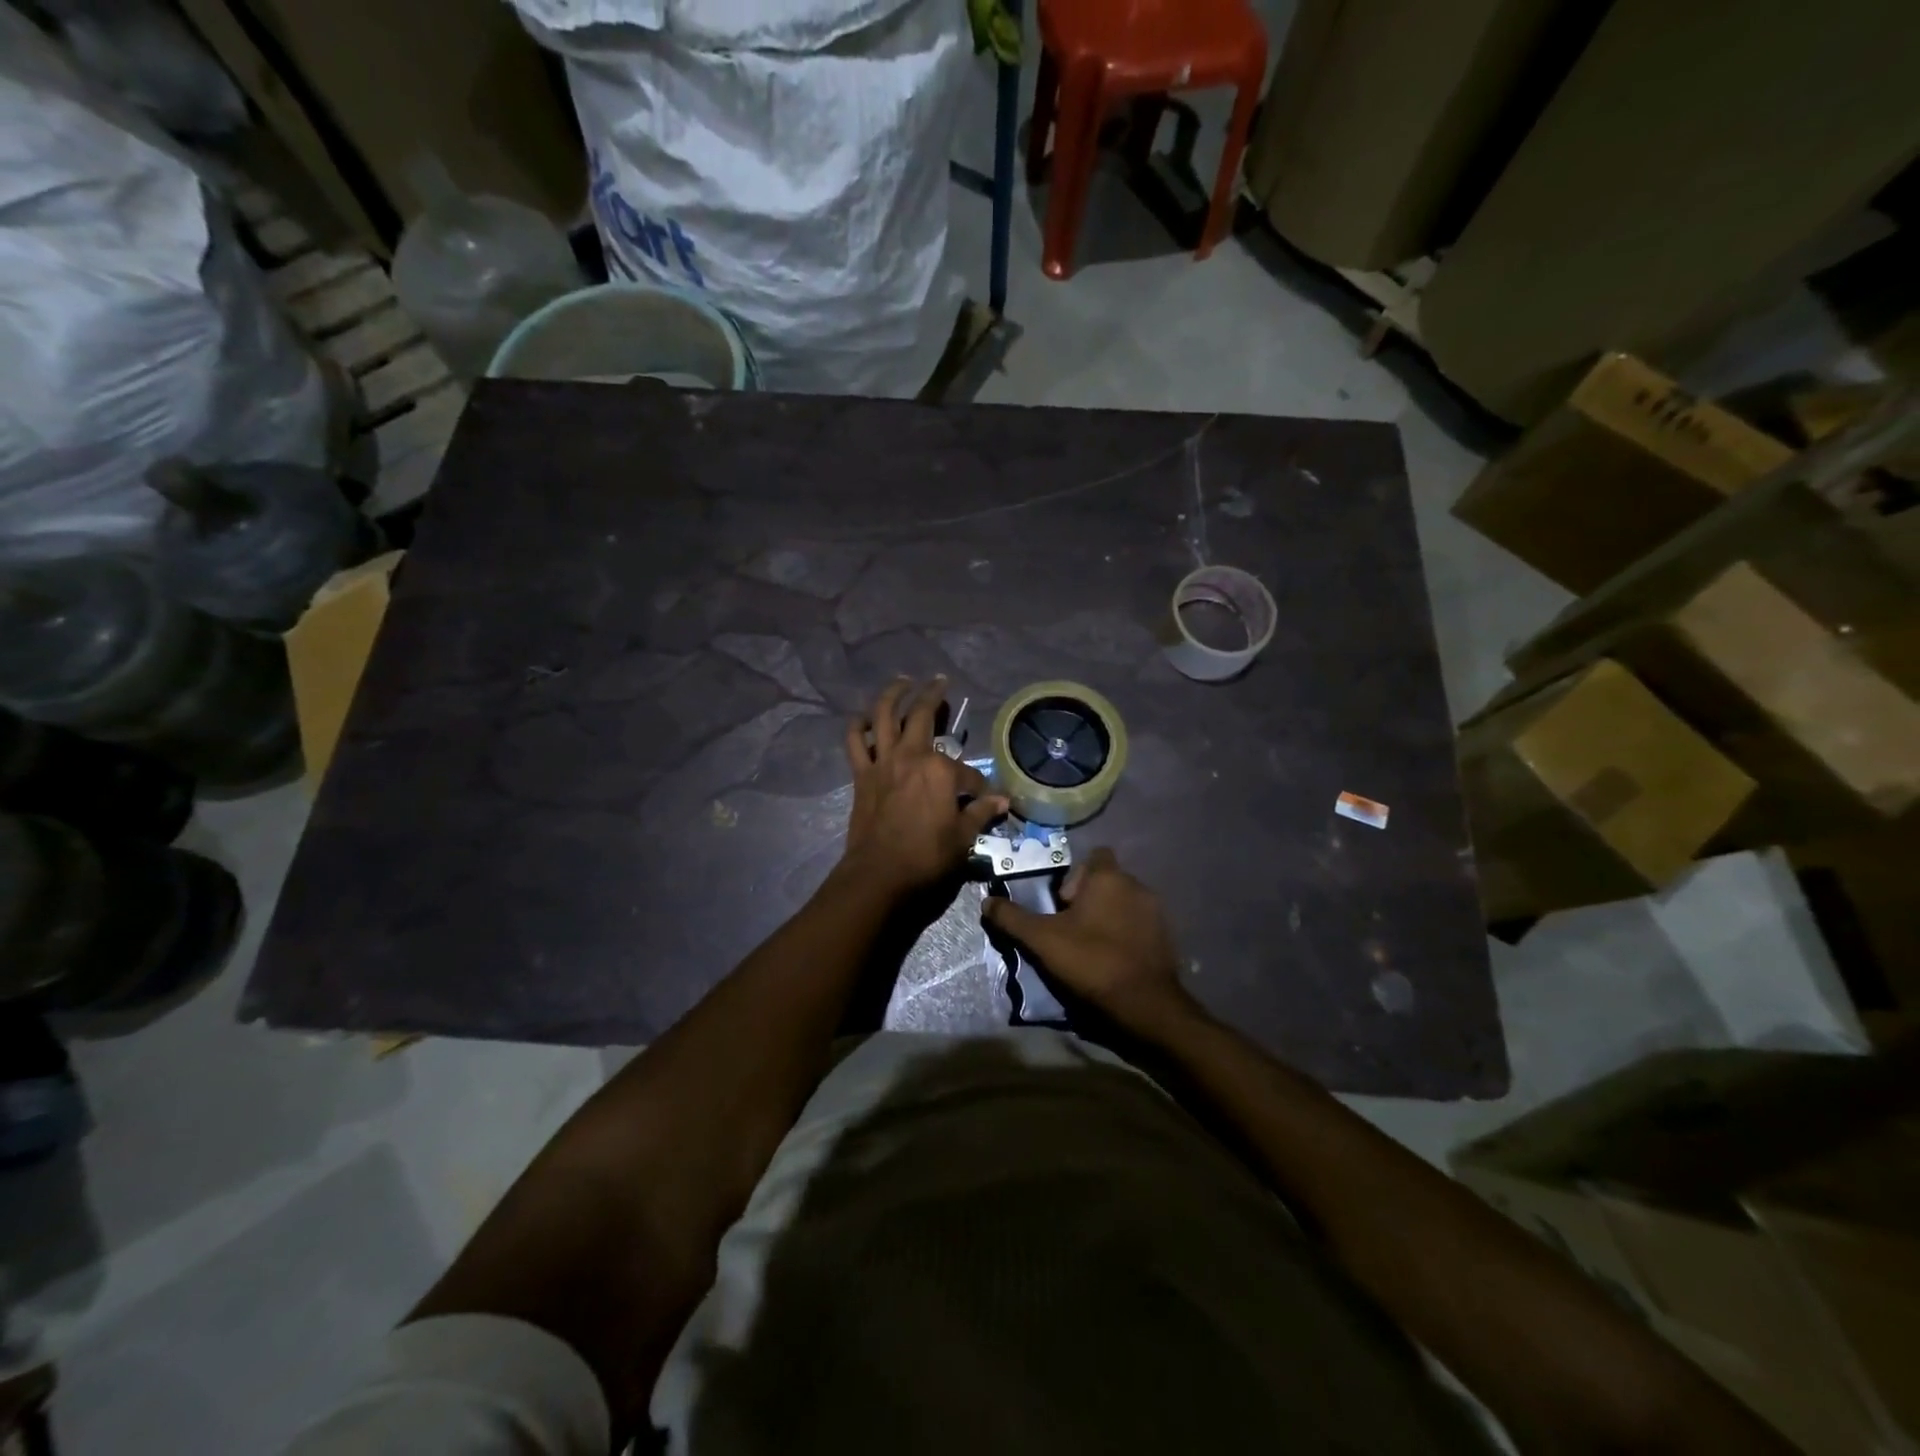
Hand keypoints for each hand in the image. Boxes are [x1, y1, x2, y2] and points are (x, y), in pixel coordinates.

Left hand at [839, 677, 1008, 897]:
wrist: (880, 874)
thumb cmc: (927, 857)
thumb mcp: (963, 838)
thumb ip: (982, 814)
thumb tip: (1004, 801)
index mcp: (941, 770)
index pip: (967, 771)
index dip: (978, 785)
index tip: (984, 798)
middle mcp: (911, 755)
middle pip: (922, 715)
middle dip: (933, 695)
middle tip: (939, 681)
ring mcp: (883, 762)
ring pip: (883, 716)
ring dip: (892, 694)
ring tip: (902, 681)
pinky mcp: (862, 774)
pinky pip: (855, 742)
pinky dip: (857, 726)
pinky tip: (863, 717)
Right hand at [982, 847, 1196, 1035]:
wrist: (1145, 1004)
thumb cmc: (1092, 961)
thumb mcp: (1042, 940)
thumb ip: (1013, 918)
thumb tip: (987, 902)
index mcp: (1109, 877)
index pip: (1094, 856)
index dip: (1075, 876)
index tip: (1061, 903)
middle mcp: (1137, 885)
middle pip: (1106, 881)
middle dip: (1088, 899)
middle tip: (1069, 929)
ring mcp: (1156, 911)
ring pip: (1123, 903)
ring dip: (1107, 917)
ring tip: (1089, 947)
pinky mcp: (1167, 937)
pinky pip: (1139, 925)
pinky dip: (1125, 935)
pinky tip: (1112, 960)